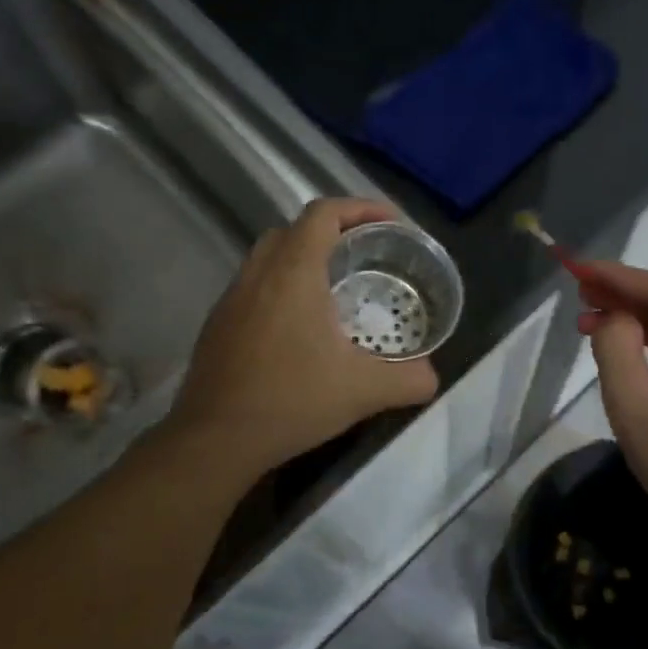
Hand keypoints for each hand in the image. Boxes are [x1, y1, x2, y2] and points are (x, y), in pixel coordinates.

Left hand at [170, 199, 439, 477]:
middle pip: (294, 229)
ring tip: (335, 290)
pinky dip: (281, 288)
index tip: (390, 224)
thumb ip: (408, 379)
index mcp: (293, 273)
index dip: (360, 208)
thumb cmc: (292, 401)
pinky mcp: (218, 324)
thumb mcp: (364, 391)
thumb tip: (431, 376)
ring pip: (269, 257)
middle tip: (365, 256)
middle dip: (333, 232)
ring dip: (303, 259)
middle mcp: (258, 274)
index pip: (323, 213)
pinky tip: (300, 328)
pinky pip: (254, 286)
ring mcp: (232, 299)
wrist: (216, 439)